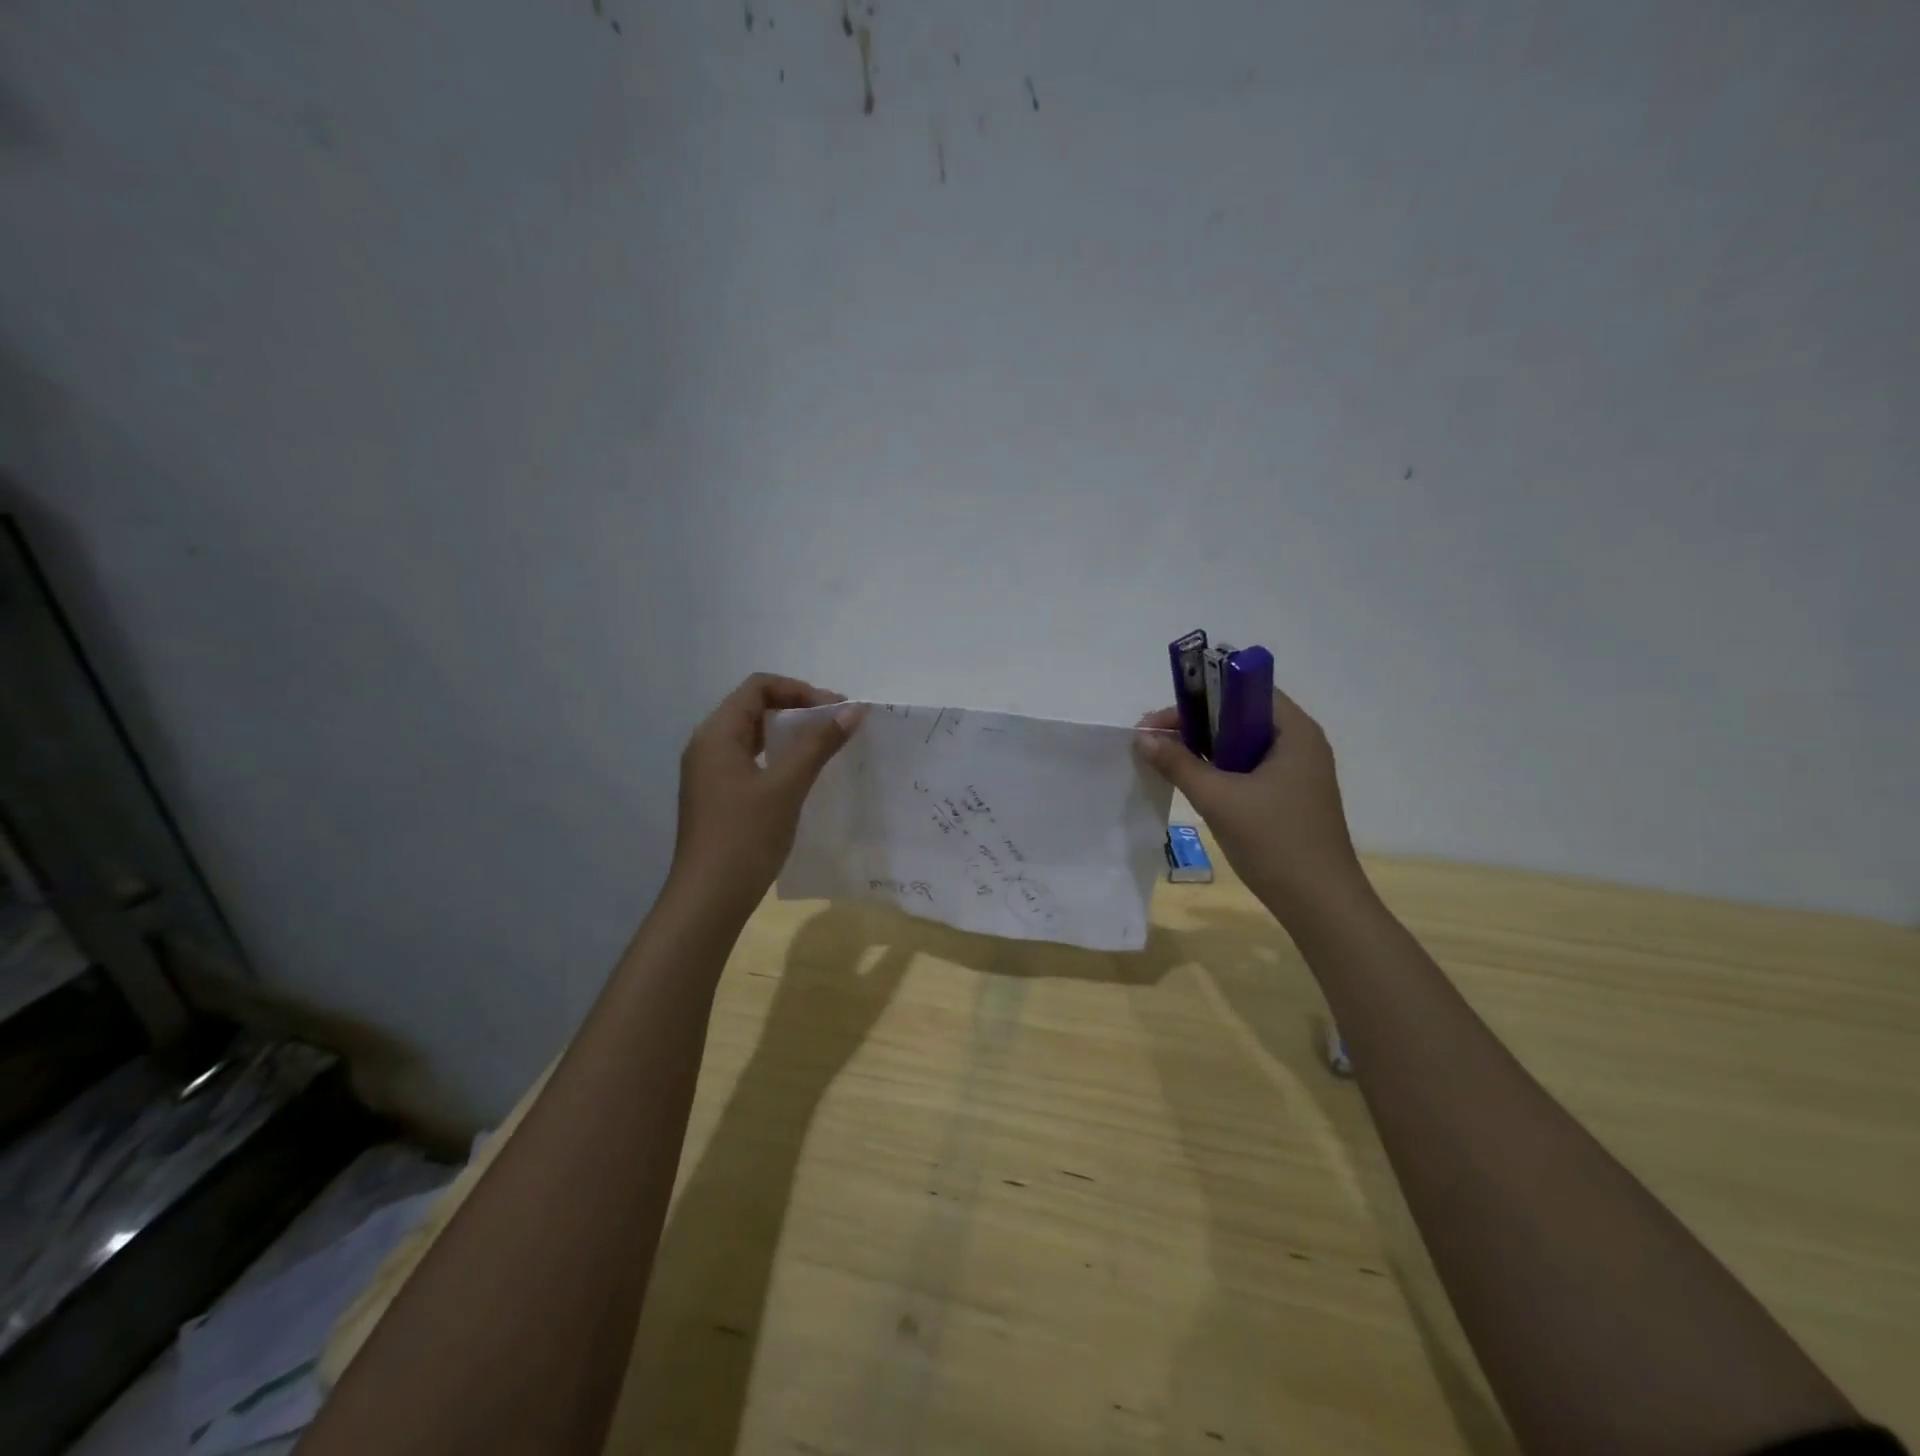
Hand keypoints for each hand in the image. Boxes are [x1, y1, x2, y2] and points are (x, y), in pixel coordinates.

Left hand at [667, 674, 863, 919]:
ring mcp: (709, 773)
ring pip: (752, 736)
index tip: (836, 710)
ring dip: (788, 734)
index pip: (758, 687)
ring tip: (824, 745)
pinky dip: (778, 757)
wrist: (709, 899)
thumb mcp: (786, 786)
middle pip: (753, 707)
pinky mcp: (717, 796)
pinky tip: (801, 775)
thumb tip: (852, 711)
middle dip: (797, 708)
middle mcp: (707, 745)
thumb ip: (818, 744)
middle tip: (835, 725)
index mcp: (717, 734)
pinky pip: (750, 760)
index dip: (800, 690)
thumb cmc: (745, 836)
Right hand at [1135, 691, 1366, 926]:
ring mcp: (1298, 772)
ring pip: (1243, 744)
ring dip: (1205, 747)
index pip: (1245, 690)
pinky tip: (1194, 782)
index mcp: (1295, 732)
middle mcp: (1301, 744)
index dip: (1200, 695)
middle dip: (1196, 723)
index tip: (1162, 718)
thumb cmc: (1274, 842)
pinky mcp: (1291, 797)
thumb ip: (1179, 763)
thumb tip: (1142, 737)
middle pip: (1241, 715)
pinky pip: (1249, 768)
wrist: (1320, 904)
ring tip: (1166, 758)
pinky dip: (1221, 769)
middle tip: (1155, 739)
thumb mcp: (1219, 799)